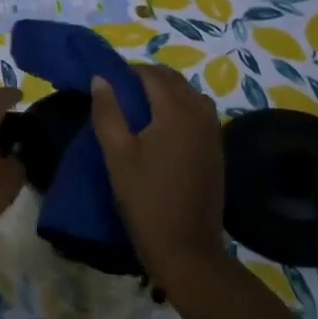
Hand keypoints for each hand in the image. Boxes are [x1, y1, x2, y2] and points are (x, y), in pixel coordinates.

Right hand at [89, 64, 227, 288]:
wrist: (185, 246)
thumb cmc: (145, 198)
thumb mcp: (117, 154)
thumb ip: (108, 111)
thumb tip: (101, 79)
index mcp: (176, 110)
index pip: (151, 74)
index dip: (127, 72)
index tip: (106, 81)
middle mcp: (200, 112)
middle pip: (173, 80)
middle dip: (146, 79)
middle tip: (118, 93)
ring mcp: (213, 131)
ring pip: (188, 95)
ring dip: (164, 92)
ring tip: (137, 110)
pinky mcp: (216, 149)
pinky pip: (198, 113)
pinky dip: (178, 109)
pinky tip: (159, 129)